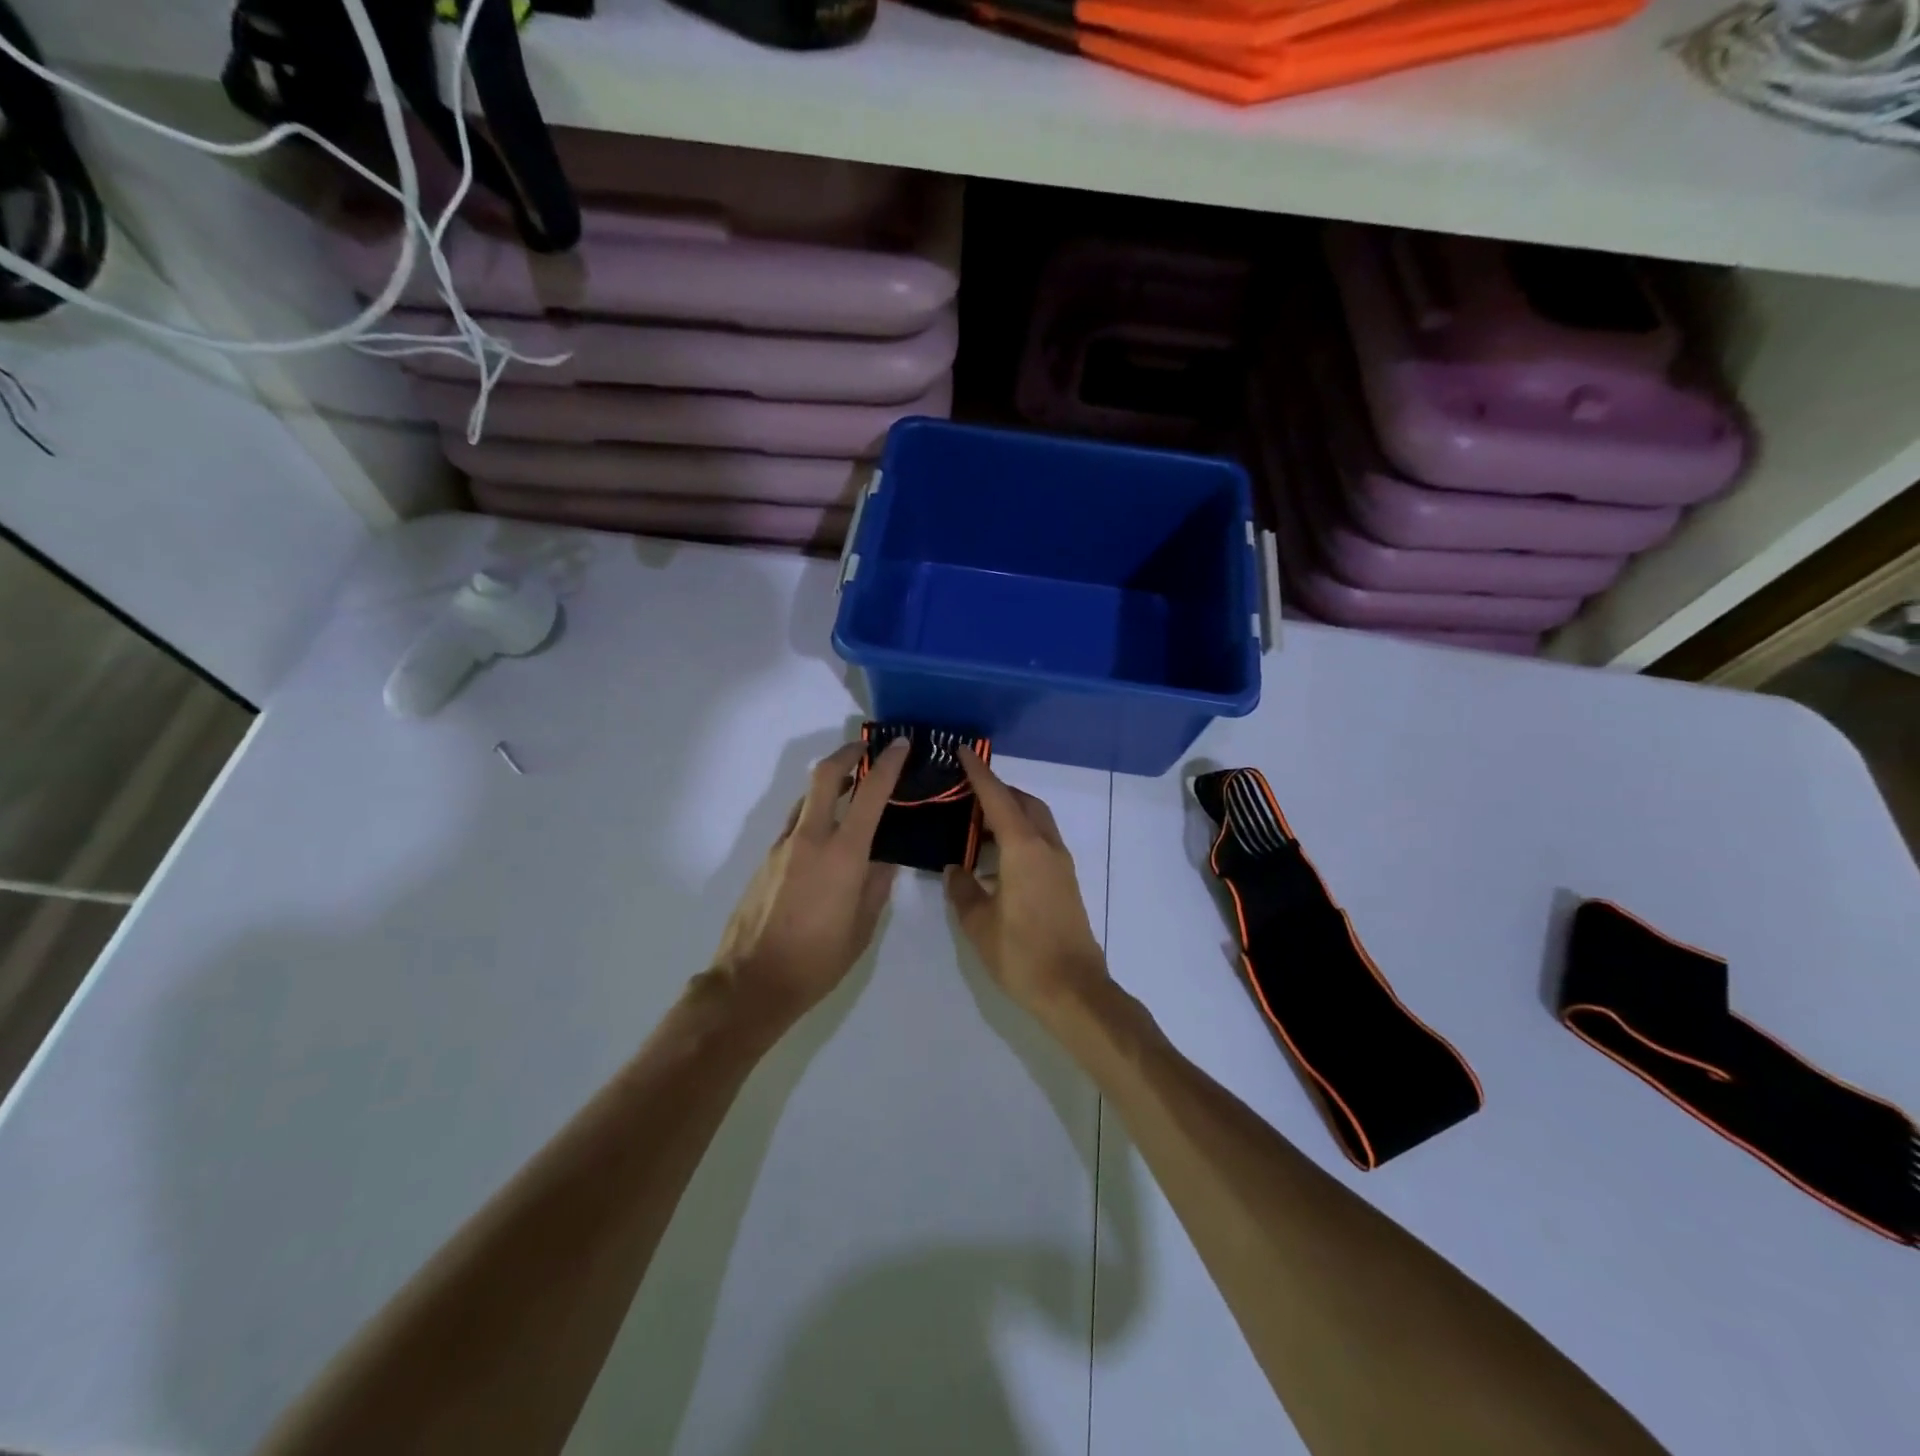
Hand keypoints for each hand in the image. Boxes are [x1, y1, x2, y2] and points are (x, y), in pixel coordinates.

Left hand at [712, 738, 909, 1022]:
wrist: (752, 982)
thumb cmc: (818, 960)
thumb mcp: (862, 927)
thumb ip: (876, 886)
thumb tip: (883, 861)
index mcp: (842, 854)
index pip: (870, 794)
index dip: (888, 764)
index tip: (900, 744)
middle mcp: (809, 839)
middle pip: (824, 776)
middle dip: (846, 754)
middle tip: (866, 750)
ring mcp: (782, 847)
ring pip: (806, 800)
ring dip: (828, 787)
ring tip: (850, 795)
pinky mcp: (765, 861)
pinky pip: (794, 826)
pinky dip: (813, 817)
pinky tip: (825, 843)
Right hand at [944, 748, 1110, 1019]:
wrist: (1074, 989)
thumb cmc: (1021, 954)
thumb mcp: (979, 924)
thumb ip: (963, 890)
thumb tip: (955, 869)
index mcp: (1023, 849)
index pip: (997, 799)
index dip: (979, 774)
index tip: (964, 751)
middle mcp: (1046, 847)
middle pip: (1024, 803)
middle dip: (998, 790)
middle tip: (967, 790)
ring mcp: (1060, 864)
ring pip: (1037, 820)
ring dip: (1012, 811)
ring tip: (978, 821)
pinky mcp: (1065, 881)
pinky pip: (1041, 840)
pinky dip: (1021, 832)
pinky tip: (999, 855)